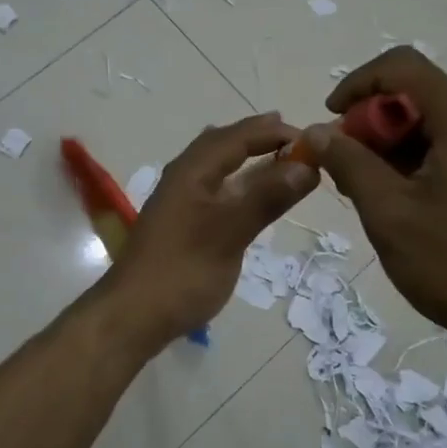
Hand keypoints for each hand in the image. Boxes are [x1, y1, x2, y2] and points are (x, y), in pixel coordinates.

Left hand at [98, 113, 318, 353]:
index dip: (273, 133)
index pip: (236, 137)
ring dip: (245, 157)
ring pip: (215, 166)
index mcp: (191, 172)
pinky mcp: (180, 223)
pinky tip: (244, 193)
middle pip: (222, 144)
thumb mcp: (230, 233)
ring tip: (274, 155)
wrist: (134, 315)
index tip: (312, 138)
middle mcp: (183, 178)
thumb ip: (267, 198)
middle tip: (292, 136)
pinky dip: (236, 181)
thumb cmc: (183, 272)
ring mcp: (179, 201)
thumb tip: (307, 166)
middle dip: (256, 137)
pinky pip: (213, 187)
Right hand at [301, 47, 446, 355]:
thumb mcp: (390, 216)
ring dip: (405, 149)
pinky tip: (419, 204)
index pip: (404, 67)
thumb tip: (319, 132)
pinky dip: (434, 162)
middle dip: (379, 128)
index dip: (357, 84)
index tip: (331, 121)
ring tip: (381, 197)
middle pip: (426, 99)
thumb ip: (350, 164)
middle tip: (350, 173)